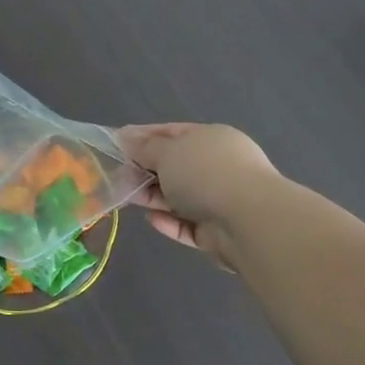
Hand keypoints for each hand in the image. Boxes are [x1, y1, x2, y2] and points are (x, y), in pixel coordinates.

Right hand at [116, 123, 281, 267]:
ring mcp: (220, 200)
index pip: (171, 132)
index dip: (143, 136)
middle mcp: (218, 166)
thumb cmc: (205, 174)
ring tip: (127, 197)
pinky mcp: (218, 232)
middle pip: (174, 166)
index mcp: (211, 139)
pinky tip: (151, 220)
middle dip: (145, 169)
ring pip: (179, 196)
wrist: (249, 222)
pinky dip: (169, 222)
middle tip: (117, 174)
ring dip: (153, 196)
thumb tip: (126, 137)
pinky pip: (187, 224)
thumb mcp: (167, 152)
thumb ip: (144, 147)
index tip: (115, 142)